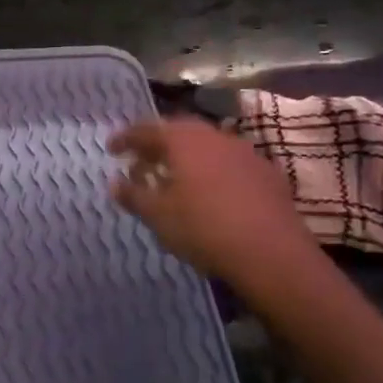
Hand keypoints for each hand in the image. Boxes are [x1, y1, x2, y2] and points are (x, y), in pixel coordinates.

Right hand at [108, 116, 317, 290]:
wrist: (272, 253)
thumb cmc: (203, 228)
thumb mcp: (157, 215)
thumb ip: (133, 195)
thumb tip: (115, 183)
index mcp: (184, 140)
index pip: (146, 129)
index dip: (126, 138)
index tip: (111, 150)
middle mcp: (215, 136)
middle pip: (179, 133)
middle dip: (157, 145)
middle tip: (141, 162)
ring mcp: (245, 153)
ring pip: (206, 147)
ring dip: (186, 158)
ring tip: (173, 179)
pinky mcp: (267, 174)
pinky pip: (229, 164)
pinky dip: (211, 172)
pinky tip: (209, 194)